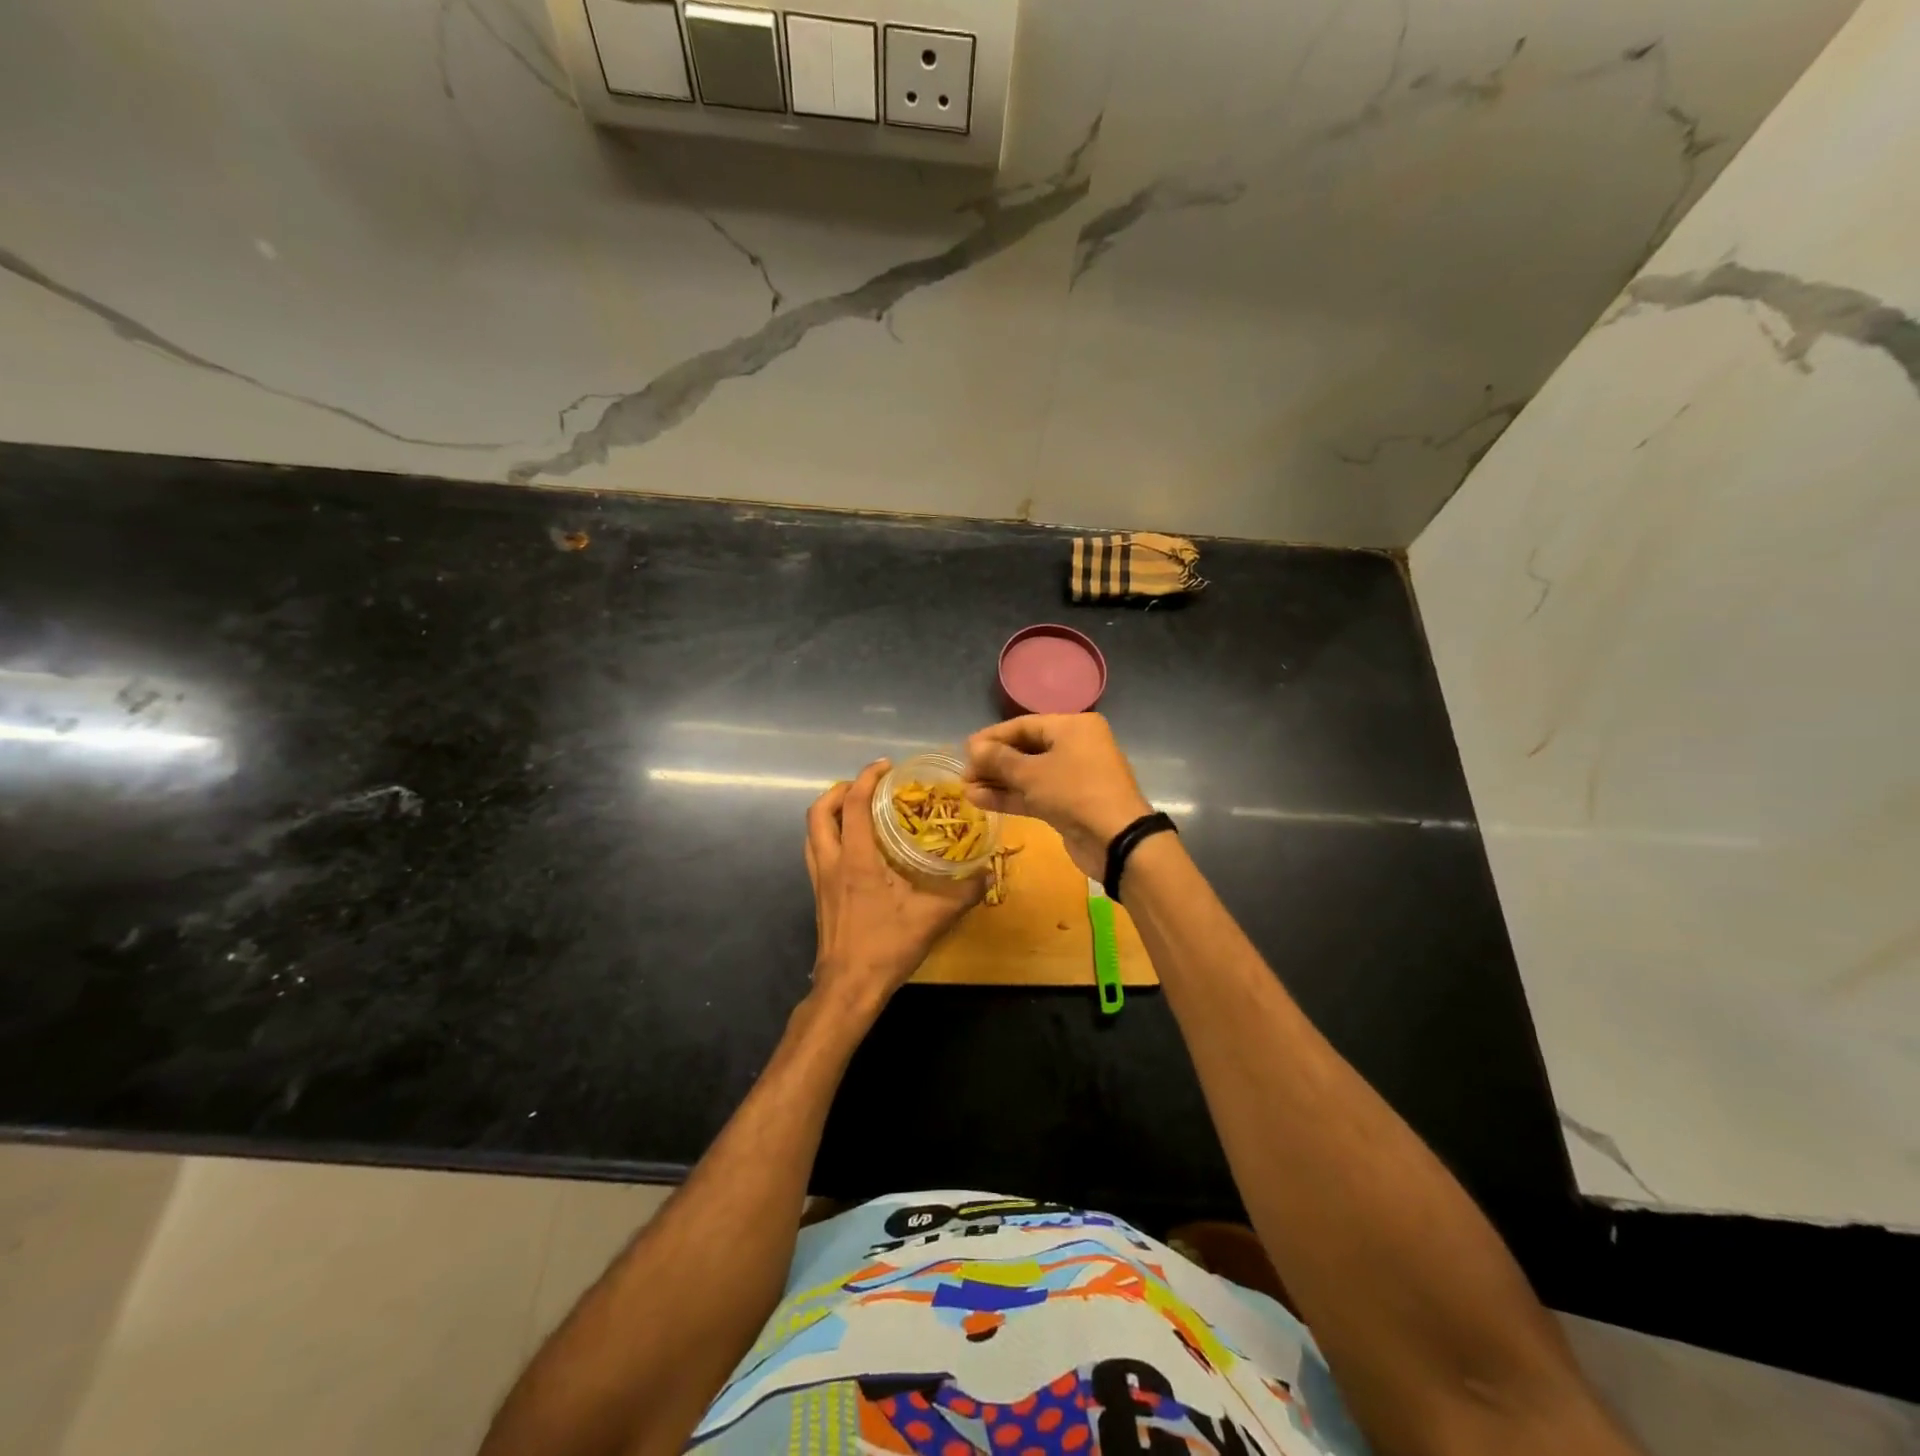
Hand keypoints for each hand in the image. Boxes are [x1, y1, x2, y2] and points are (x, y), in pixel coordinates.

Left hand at [805, 760, 983, 1014]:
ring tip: (858, 808)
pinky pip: (816, 850)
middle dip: (840, 790)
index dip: (866, 778)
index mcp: (855, 860)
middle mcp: (831, 862)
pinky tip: (856, 846)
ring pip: (812, 831)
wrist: (848, 987)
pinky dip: (830, 835)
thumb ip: (963, 893)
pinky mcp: (819, 894)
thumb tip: (989, 872)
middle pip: (819, 812)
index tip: (886, 766)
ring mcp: (819, 879)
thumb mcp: (933, 919)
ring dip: (830, 812)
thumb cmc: (887, 948)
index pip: (852, 805)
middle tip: (868, 786)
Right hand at [963, 714, 1153, 879]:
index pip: (1024, 725)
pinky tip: (980, 800)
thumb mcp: (1032, 773)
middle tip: (964, 774)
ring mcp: (1074, 776)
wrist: (1116, 839)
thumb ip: (999, 759)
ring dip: (998, 782)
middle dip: (994, 762)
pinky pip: (1036, 793)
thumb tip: (973, 748)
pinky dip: (1011, 796)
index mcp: (1073, 727)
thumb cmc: (1074, 792)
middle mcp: (1076, 746)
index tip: (965, 750)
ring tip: (966, 790)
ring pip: (1029, 774)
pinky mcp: (1070, 803)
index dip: (992, 737)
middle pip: (1026, 749)